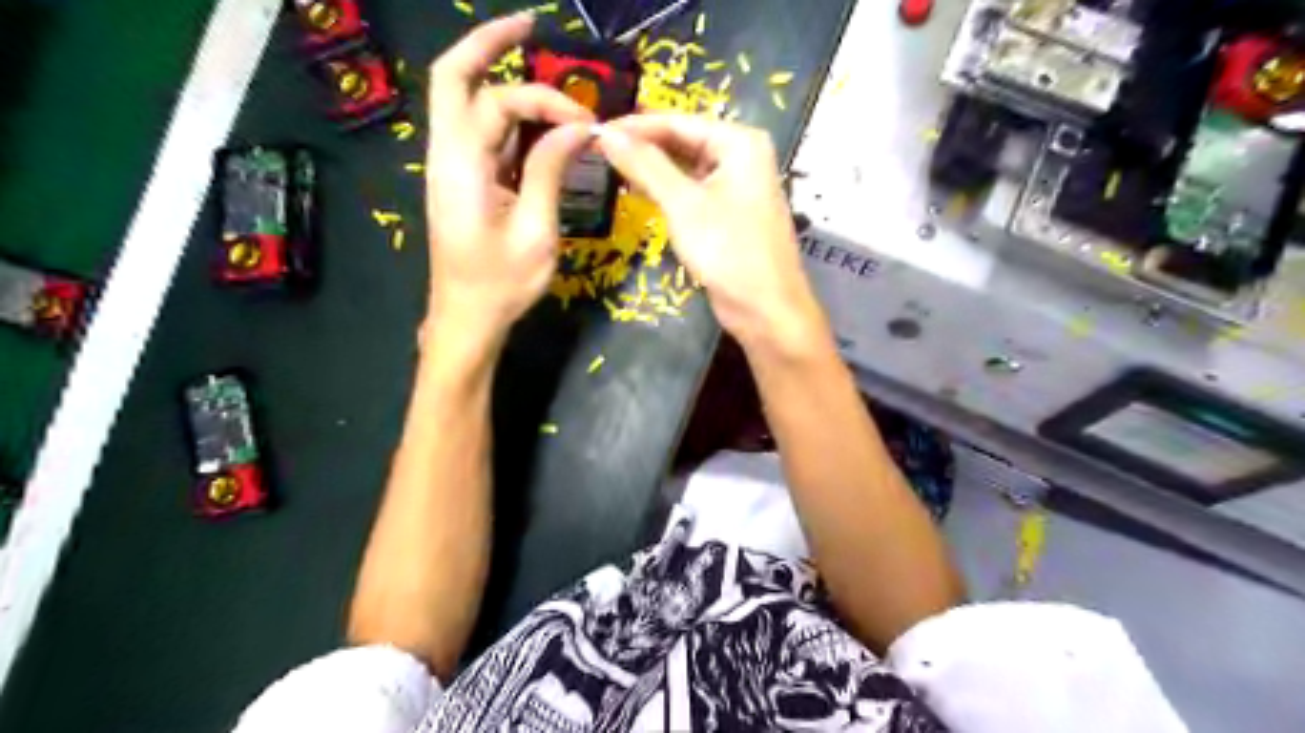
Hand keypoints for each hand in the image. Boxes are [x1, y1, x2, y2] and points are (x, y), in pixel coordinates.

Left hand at [423, 11, 593, 341]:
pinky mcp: (461, 182)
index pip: (499, 102)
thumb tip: (576, 128)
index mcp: (461, 166)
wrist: (465, 320)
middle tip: (530, 26)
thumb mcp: (536, 232)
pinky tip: (537, 122)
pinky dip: (506, 118)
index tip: (586, 124)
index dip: (546, 101)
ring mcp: (450, 167)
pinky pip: (479, 134)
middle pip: (453, 78)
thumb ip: (551, 172)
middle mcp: (446, 155)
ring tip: (544, 73)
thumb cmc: (501, 285)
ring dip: (501, 82)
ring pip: (466, 103)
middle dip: (489, 44)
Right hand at [594, 115, 823, 352]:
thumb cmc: (729, 250)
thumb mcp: (683, 204)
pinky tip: (636, 191)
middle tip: (596, 149)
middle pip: (683, 142)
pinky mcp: (728, 214)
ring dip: (651, 169)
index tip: (594, 129)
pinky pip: (692, 192)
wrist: (765, 309)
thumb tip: (605, 133)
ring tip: (607, 166)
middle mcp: (741, 157)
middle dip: (642, 146)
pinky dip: (666, 191)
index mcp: (740, 142)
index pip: (678, 121)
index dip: (634, 125)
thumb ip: (645, 165)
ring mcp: (736, 187)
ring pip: (686, 168)